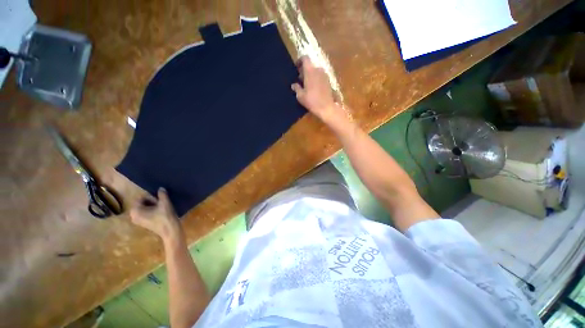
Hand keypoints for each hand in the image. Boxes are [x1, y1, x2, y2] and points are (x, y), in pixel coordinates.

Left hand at [130, 188, 181, 241]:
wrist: (170, 230)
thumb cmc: (166, 217)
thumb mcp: (165, 203)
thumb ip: (162, 194)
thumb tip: (161, 188)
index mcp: (135, 210)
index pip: (140, 198)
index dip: (150, 197)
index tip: (159, 200)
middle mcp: (133, 216)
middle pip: (141, 203)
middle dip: (151, 201)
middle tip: (161, 203)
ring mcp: (138, 221)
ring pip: (144, 208)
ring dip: (152, 206)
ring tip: (162, 207)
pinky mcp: (143, 223)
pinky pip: (145, 213)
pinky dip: (152, 211)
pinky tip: (160, 212)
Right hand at [291, 56, 341, 122]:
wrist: (326, 108)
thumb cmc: (312, 101)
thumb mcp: (300, 96)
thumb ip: (296, 88)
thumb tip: (293, 85)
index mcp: (310, 71)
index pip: (305, 58)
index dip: (300, 61)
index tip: (296, 68)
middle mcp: (318, 70)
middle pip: (310, 66)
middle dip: (304, 71)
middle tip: (300, 80)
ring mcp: (325, 75)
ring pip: (315, 71)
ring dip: (310, 76)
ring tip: (306, 86)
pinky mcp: (329, 81)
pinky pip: (320, 77)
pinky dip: (316, 80)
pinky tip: (313, 89)